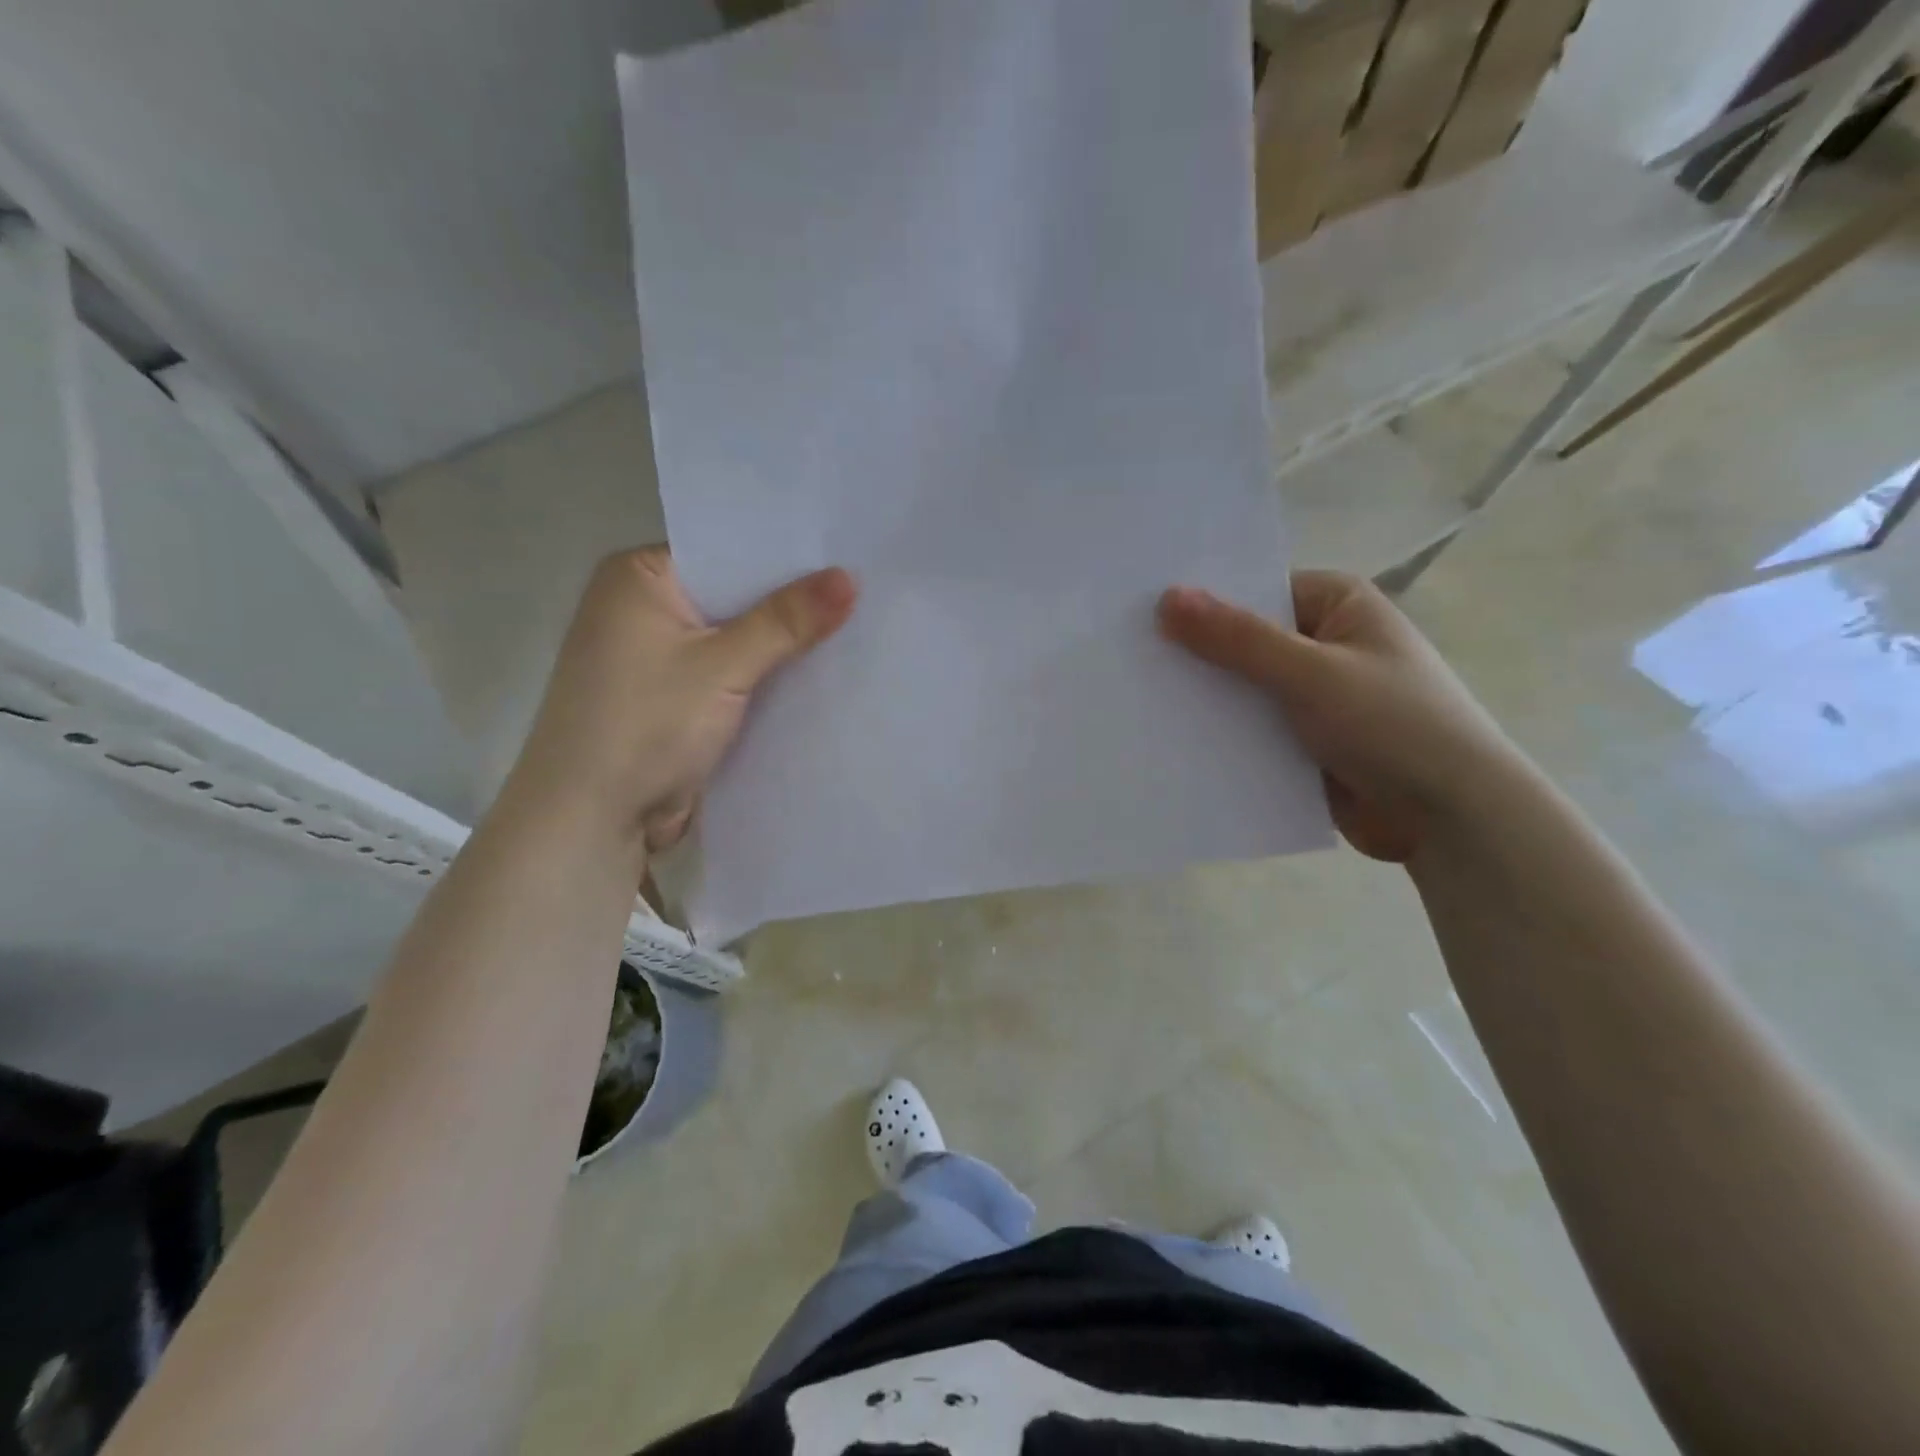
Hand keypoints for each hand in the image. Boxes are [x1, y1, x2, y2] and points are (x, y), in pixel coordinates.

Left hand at [512, 548, 856, 853]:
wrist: (593, 820)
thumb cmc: (645, 725)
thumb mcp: (722, 667)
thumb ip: (786, 621)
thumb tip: (849, 577)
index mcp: (638, 577)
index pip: (724, 549)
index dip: (784, 553)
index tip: (845, 552)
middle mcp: (644, 608)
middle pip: (734, 595)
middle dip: (791, 601)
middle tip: (865, 586)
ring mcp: (659, 657)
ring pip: (736, 638)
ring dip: (782, 643)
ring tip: (858, 623)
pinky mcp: (676, 698)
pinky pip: (732, 674)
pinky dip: (766, 675)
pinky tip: (821, 670)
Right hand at [1158, 571, 1520, 862]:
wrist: (1451, 819)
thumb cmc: (1392, 725)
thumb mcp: (1311, 673)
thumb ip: (1237, 639)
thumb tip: (1166, 599)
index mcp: (1337, 604)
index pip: (1253, 590)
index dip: (1200, 601)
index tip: (1138, 613)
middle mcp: (1322, 642)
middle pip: (1242, 640)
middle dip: (1194, 655)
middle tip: (1124, 659)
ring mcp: (1311, 694)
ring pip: (1242, 688)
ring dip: (1204, 699)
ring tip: (1134, 701)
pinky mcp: (1302, 740)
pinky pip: (1248, 728)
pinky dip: (1220, 734)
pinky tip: (1168, 740)